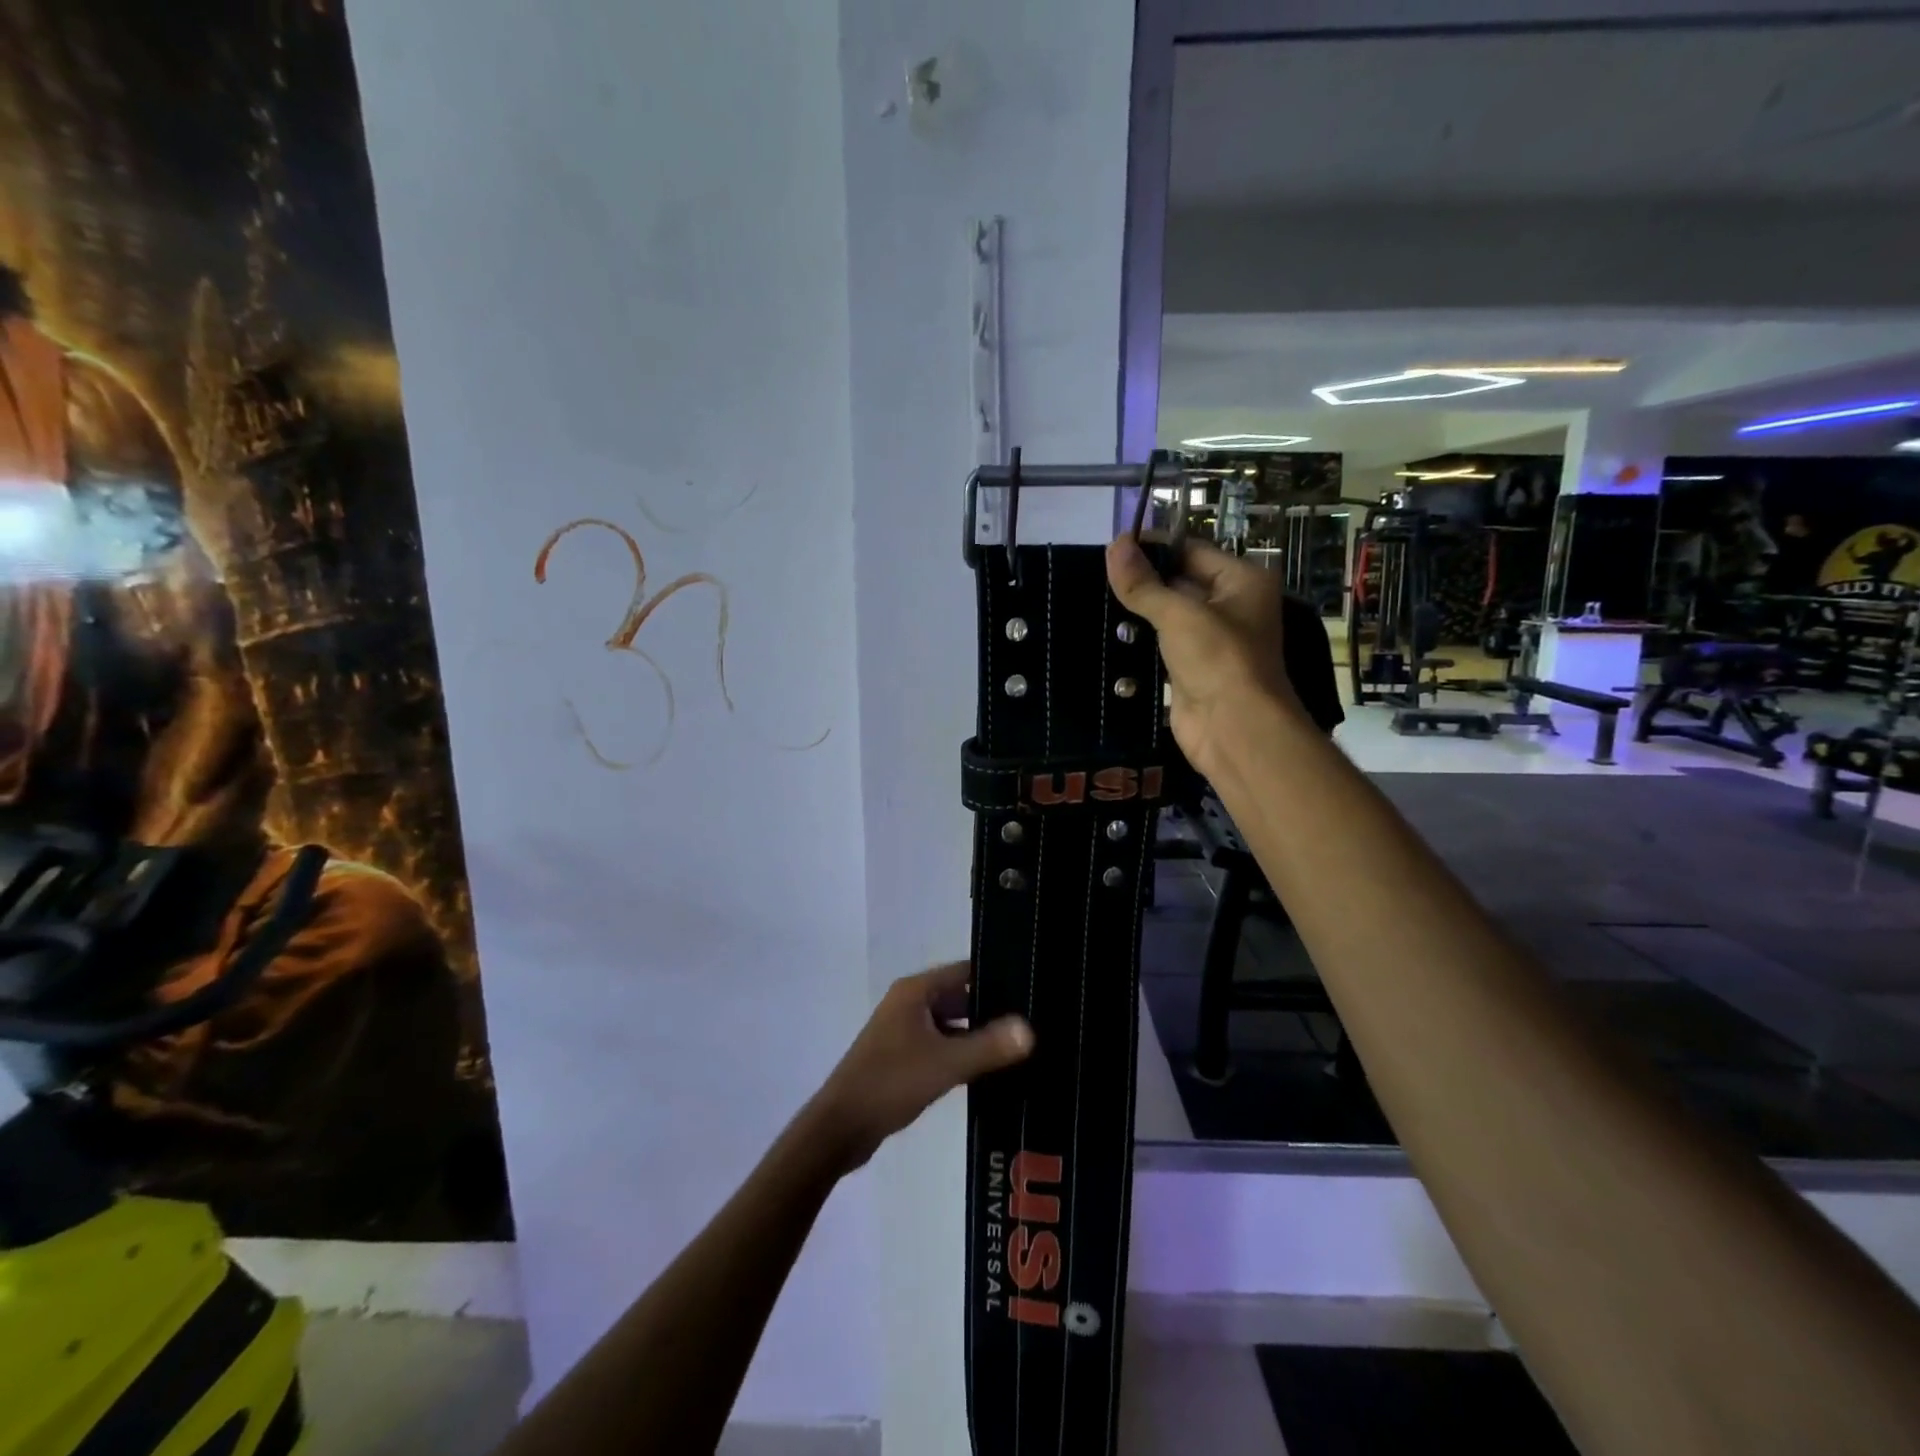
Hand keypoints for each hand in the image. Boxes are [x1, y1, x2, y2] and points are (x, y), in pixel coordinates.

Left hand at [807, 962, 1033, 1174]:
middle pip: (959, 998)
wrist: (840, 1128)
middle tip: (1034, 1021)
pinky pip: (941, 1046)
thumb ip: (989, 1046)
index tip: (1031, 988)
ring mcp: (904, 1032)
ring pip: (951, 1024)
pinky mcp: (903, 1059)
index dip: (997, 977)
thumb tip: (1030, 1029)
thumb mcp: (945, 1064)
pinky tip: (991, 1071)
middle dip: (992, 1009)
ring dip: (978, 1035)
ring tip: (1021, 1047)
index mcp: (915, 992)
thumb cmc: (890, 1083)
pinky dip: (962, 1054)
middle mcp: (909, 1004)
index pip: (964, 972)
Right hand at [1106, 535, 1301, 778]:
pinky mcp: (1190, 669)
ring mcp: (1210, 640)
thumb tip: (1114, 544)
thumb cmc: (1218, 660)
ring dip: (1136, 612)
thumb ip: (1143, 583)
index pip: (1191, 551)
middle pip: (1179, 582)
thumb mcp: (1179, 614)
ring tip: (1092, 598)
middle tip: (1093, 573)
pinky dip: (1137, 641)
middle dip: (1142, 580)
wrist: (1234, 730)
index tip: (1111, 547)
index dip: (1153, 548)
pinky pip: (1160, 645)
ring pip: (1166, 616)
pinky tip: (1105, 633)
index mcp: (1241, 581)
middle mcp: (1230, 606)